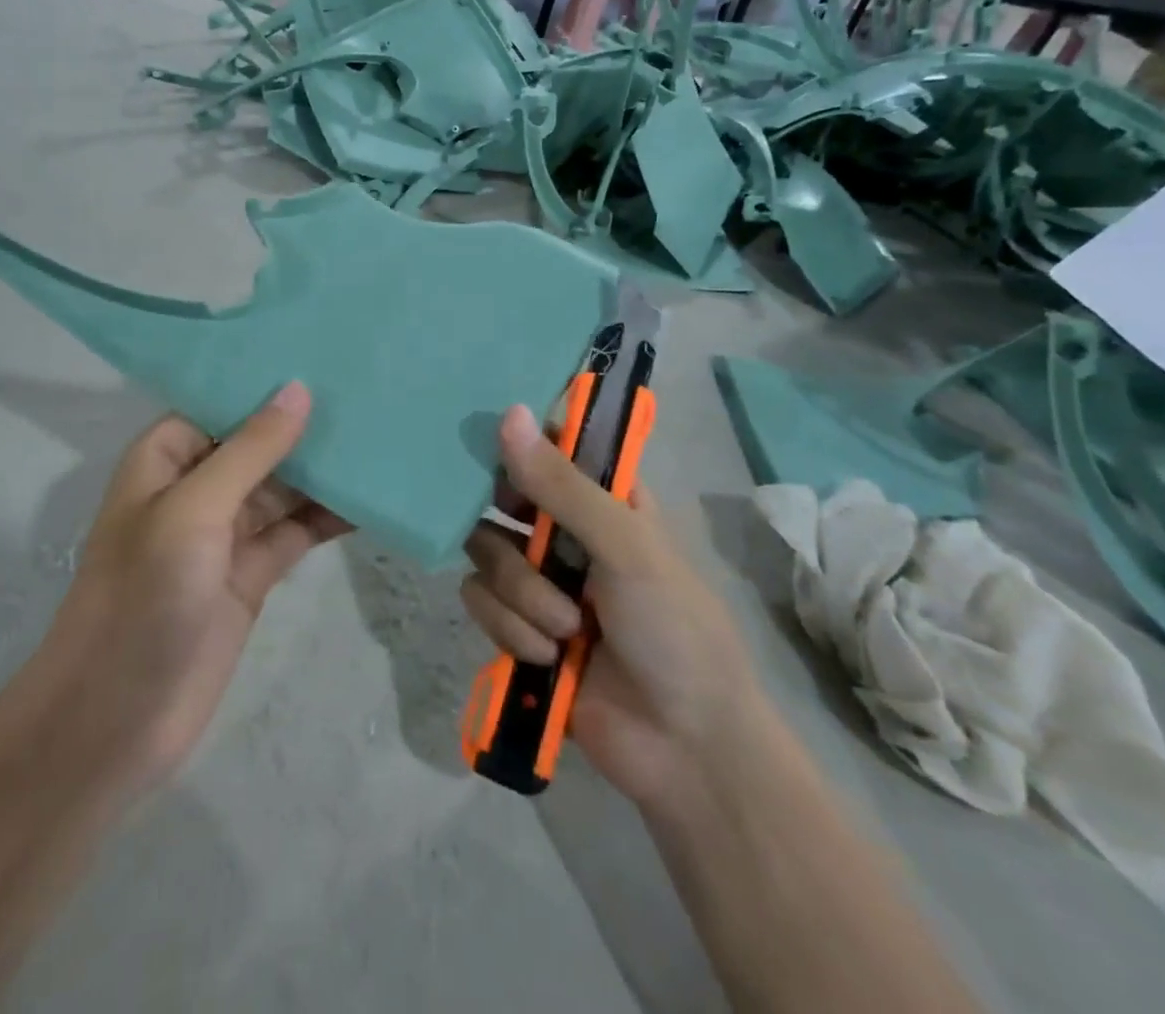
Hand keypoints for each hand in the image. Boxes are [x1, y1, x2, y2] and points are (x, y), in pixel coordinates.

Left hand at [42, 382, 348, 795]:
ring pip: (283, 486)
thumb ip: (250, 449)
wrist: (116, 718)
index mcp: (166, 457)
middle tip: (370, 390)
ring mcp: (225, 532)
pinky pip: (297, 531)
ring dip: (324, 469)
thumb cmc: (143, 596)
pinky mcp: (251, 573)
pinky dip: (329, 517)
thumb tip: (298, 388)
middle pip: (258, 442)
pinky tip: (371, 498)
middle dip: (306, 423)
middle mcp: (196, 486)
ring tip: (382, 436)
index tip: (326, 354)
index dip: (268, 381)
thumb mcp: (194, 509)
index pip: (222, 400)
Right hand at [461, 404, 764, 807]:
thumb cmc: (675, 630)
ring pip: (485, 553)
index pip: (550, 447)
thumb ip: (561, 484)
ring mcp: (539, 581)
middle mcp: (565, 533)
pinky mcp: (517, 628)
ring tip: (566, 629)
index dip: (522, 444)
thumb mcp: (625, 546)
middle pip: (501, 497)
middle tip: (533, 544)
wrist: (685, 750)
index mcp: (604, 501)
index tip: (501, 453)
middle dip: (511, 528)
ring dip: (522, 594)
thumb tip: (508, 413)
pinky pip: (480, 602)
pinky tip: (548, 658)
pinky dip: (511, 630)